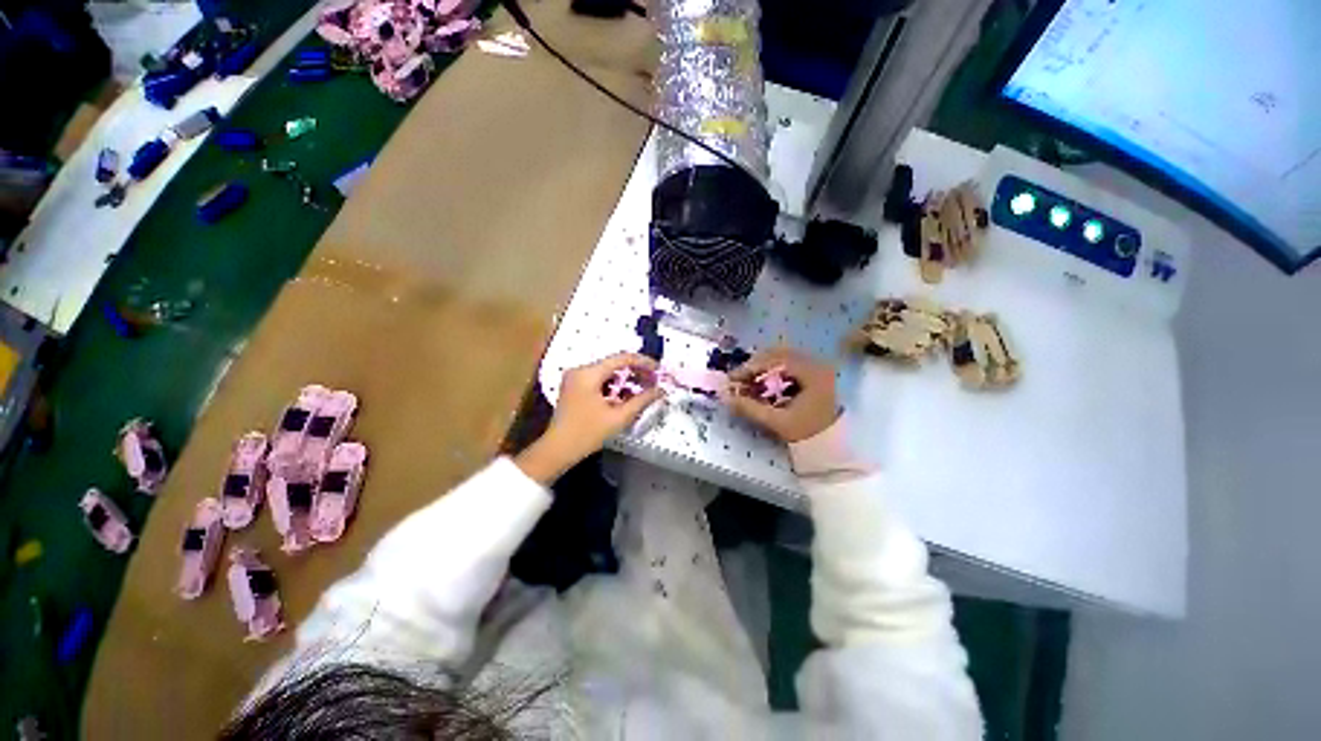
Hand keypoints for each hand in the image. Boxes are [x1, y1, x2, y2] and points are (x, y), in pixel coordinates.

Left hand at [517, 353, 664, 483]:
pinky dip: (615, 386)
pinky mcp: (575, 387)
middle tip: (655, 382)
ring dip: (627, 379)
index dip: (643, 362)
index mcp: (588, 373)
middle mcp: (580, 370)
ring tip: (645, 388)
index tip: (659, 370)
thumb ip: (642, 400)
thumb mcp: (618, 417)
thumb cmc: (587, 433)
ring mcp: (576, 378)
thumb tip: (661, 390)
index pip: (621, 358)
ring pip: (608, 372)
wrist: (557, 450)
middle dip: (636, 372)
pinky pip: (600, 380)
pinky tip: (628, 395)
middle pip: (614, 364)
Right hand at [723, 348, 839, 442]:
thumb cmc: (807, 433)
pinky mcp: (814, 372)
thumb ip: (751, 409)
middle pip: (779, 354)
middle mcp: (817, 363)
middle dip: (755, 365)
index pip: (776, 360)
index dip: (751, 367)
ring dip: (762, 366)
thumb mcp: (778, 422)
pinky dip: (773, 370)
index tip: (733, 378)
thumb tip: (726, 397)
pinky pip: (789, 363)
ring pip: (783, 357)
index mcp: (813, 373)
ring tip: (748, 381)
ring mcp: (817, 366)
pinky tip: (762, 382)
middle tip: (738, 379)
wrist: (833, 444)